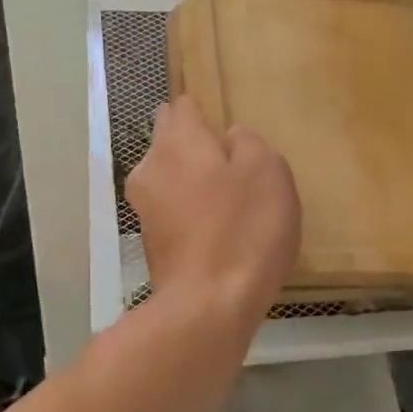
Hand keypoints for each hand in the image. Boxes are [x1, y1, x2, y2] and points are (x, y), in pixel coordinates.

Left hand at [128, 95, 300, 326]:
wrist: (209, 305)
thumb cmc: (244, 228)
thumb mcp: (267, 170)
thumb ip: (248, 142)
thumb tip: (229, 138)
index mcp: (177, 141)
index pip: (183, 106)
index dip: (204, 110)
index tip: (225, 125)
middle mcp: (150, 167)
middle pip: (170, 141)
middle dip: (194, 145)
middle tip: (233, 163)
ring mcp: (144, 208)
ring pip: (169, 178)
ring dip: (192, 181)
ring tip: (228, 199)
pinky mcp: (150, 243)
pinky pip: (172, 212)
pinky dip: (190, 213)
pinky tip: (216, 230)